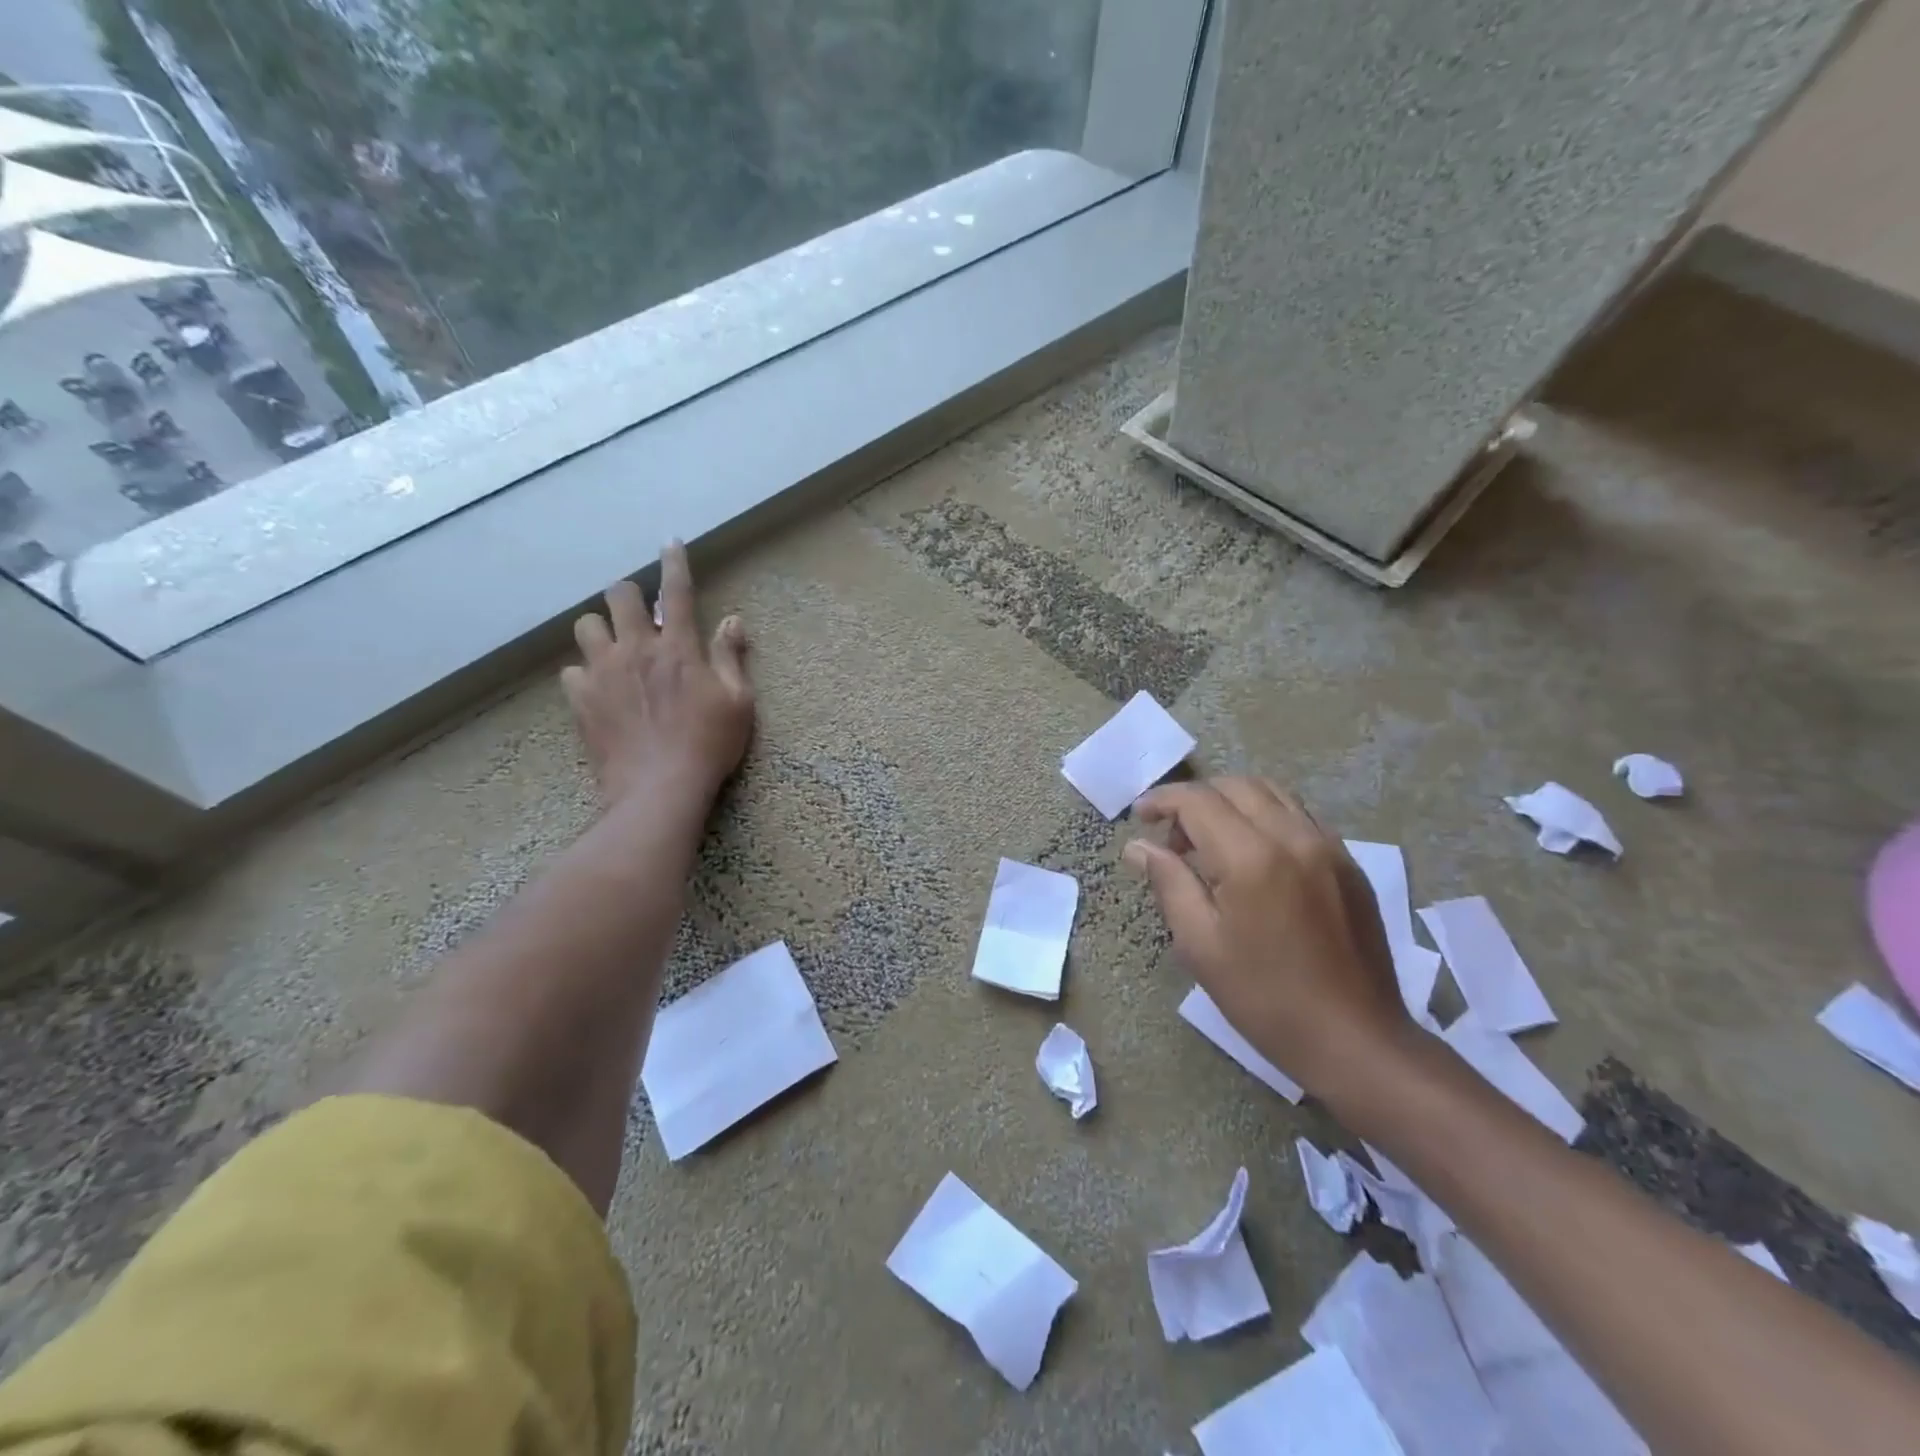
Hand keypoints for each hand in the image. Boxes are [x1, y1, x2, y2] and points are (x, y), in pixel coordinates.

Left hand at [561, 542, 754, 809]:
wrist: (659, 788)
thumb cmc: (709, 745)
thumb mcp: (738, 702)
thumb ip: (731, 657)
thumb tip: (733, 620)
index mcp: (678, 648)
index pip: (677, 591)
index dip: (675, 563)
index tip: (670, 542)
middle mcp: (636, 649)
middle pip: (619, 596)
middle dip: (629, 595)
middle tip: (641, 614)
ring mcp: (603, 673)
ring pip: (587, 626)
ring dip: (602, 630)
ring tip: (614, 649)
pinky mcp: (581, 700)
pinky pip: (571, 671)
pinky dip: (585, 674)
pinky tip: (598, 689)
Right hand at [1124, 777, 1414, 1097]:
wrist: (1355, 1039)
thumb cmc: (1264, 997)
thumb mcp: (1200, 945)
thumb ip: (1168, 883)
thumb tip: (1138, 846)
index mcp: (1251, 857)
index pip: (1198, 800)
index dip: (1162, 800)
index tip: (1139, 818)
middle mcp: (1293, 836)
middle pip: (1235, 786)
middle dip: (1195, 800)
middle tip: (1173, 839)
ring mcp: (1328, 846)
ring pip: (1271, 794)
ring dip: (1231, 803)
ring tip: (1211, 843)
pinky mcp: (1349, 863)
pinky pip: (1299, 816)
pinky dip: (1265, 818)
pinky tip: (1254, 858)